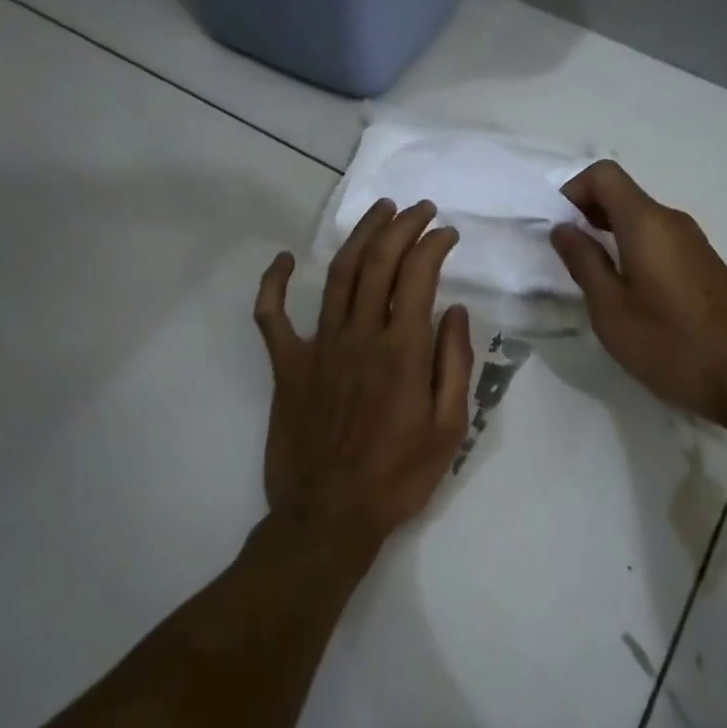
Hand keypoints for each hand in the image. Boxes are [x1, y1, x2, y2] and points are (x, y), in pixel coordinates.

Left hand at [253, 199, 474, 567]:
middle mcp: (359, 336)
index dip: (434, 244)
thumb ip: (455, 363)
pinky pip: (271, 317)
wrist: (329, 517)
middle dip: (401, 226)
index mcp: (402, 350)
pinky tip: (286, 259)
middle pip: (378, 262)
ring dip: (360, 236)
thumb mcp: (449, 428)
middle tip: (419, 210)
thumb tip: (455, 310)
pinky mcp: (286, 366)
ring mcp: (318, 347)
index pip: (418, 275)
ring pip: (338, 275)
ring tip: (379, 212)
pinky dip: (275, 283)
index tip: (448, 233)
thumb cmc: (398, 477)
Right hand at [550, 161, 726, 423]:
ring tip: (593, 277)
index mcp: (646, 223)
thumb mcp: (611, 309)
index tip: (558, 228)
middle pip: (622, 194)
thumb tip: (563, 228)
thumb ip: (583, 262)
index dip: (573, 190)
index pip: (604, 174)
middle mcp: (672, 221)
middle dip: (587, 213)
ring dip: (609, 234)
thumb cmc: (669, 343)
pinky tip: (628, 291)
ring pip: (640, 218)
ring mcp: (692, 241)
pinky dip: (632, 248)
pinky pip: (658, 239)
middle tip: (567, 255)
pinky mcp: (702, 263)